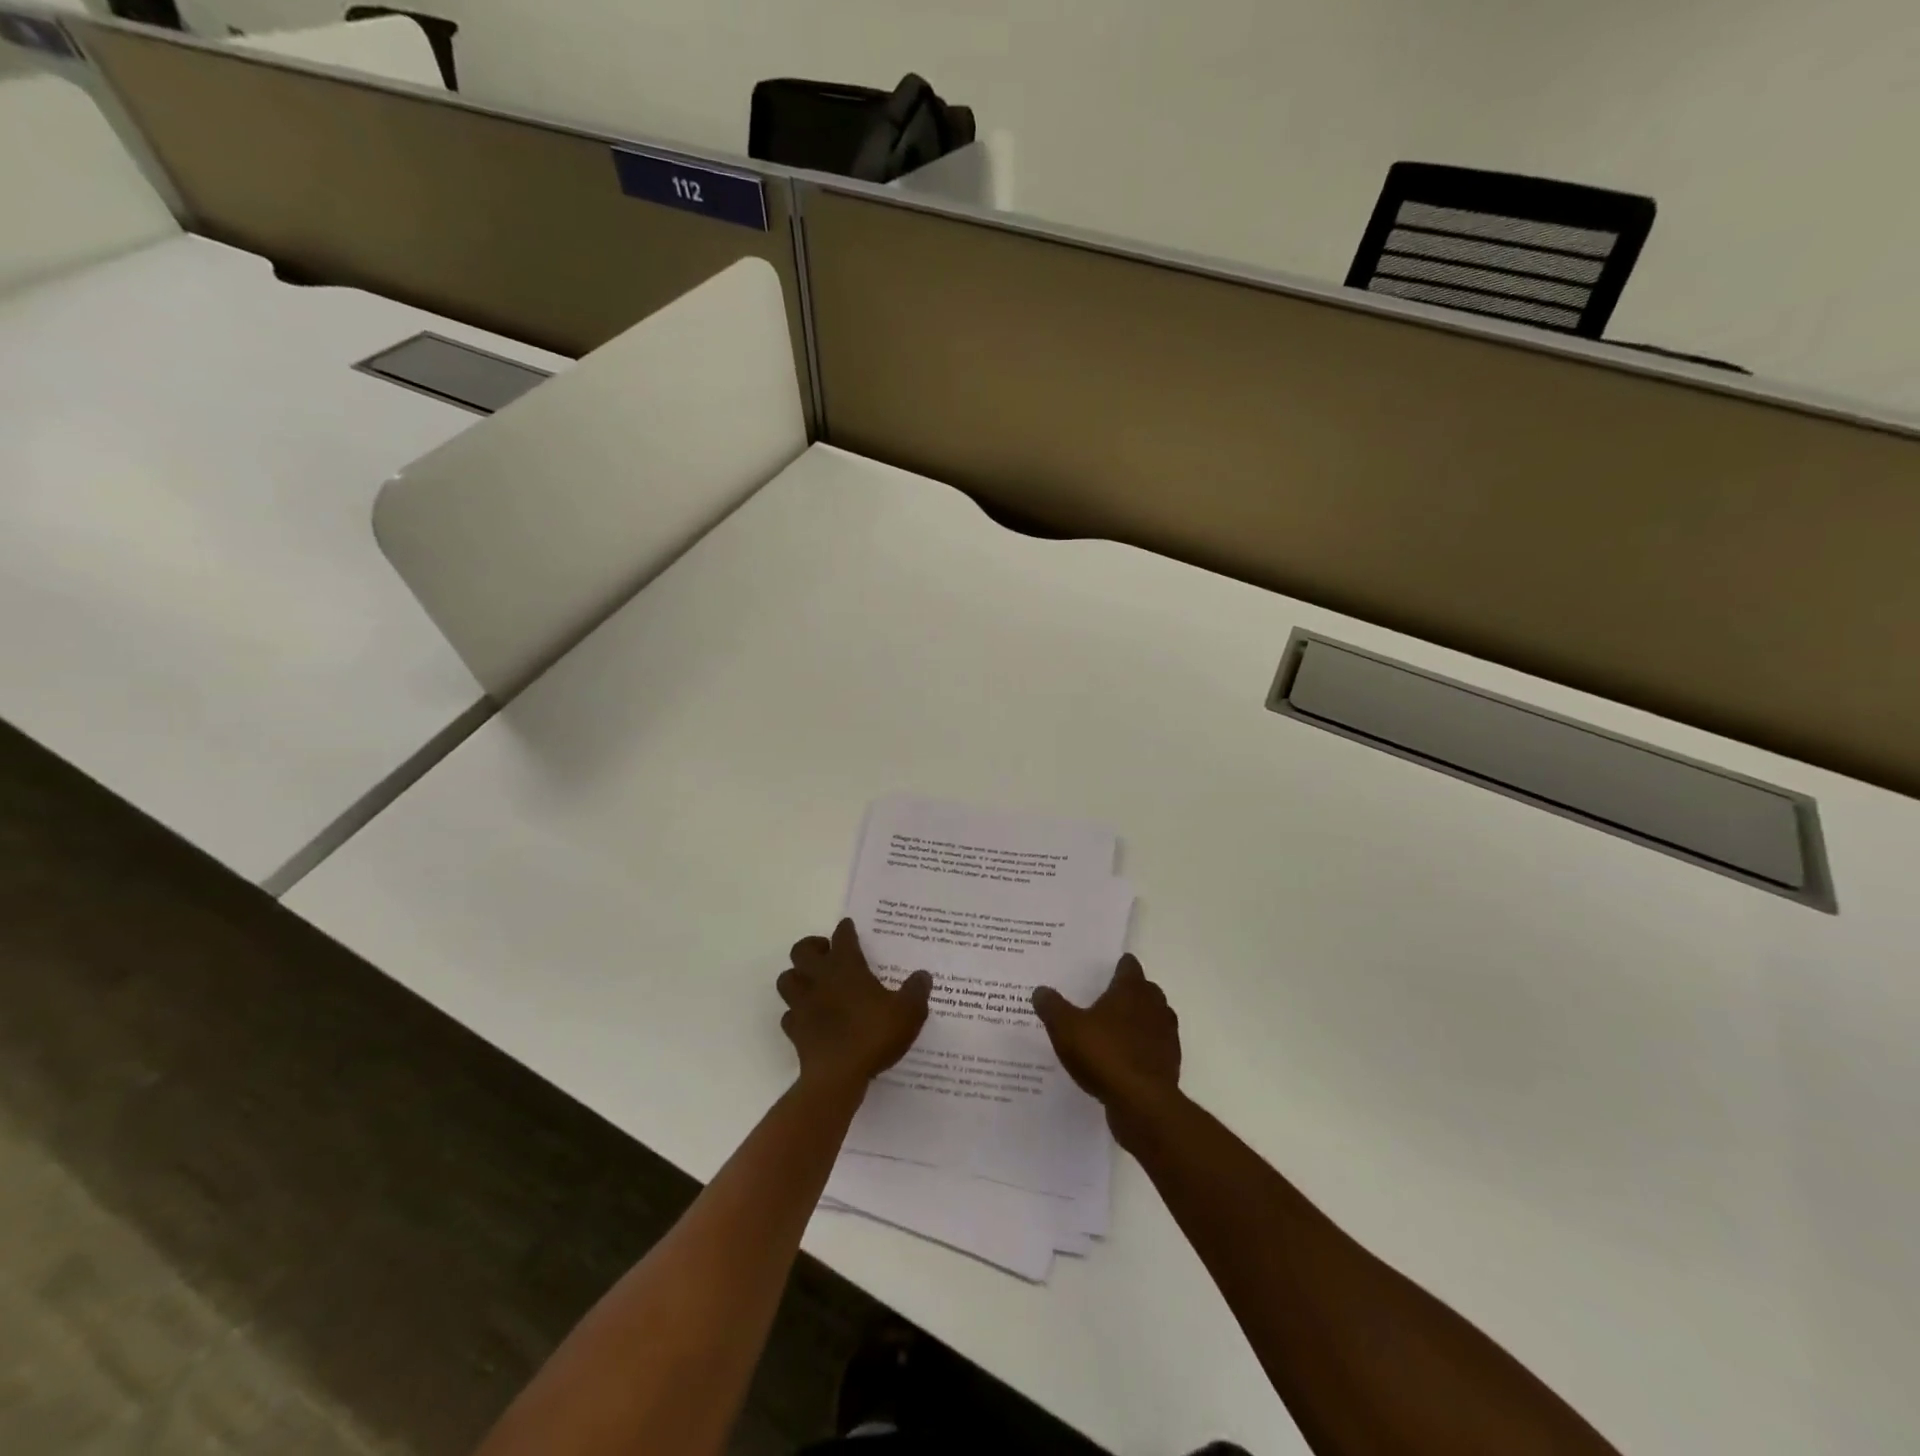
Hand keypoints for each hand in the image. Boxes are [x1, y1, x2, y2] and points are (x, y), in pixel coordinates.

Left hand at [778, 919, 931, 1093]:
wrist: (837, 1077)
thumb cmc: (873, 1035)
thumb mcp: (908, 1012)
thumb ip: (916, 991)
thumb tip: (923, 975)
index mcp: (846, 967)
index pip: (842, 937)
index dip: (846, 929)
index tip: (848, 926)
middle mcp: (819, 979)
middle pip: (802, 950)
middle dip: (812, 947)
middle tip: (828, 954)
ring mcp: (802, 1004)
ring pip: (787, 979)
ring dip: (797, 977)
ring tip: (814, 983)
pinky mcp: (794, 1030)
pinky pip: (790, 1014)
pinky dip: (797, 1012)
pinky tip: (809, 1017)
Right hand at [1032, 955, 1180, 1142]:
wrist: (1142, 1103)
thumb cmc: (1104, 1054)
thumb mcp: (1066, 1028)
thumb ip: (1052, 1007)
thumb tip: (1040, 990)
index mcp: (1131, 990)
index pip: (1129, 966)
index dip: (1119, 966)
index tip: (1107, 969)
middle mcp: (1154, 1006)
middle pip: (1145, 990)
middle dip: (1130, 992)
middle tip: (1106, 999)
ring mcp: (1166, 1036)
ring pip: (1154, 1018)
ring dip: (1139, 1021)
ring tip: (1115, 1030)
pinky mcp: (1169, 1063)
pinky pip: (1155, 1047)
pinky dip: (1143, 1048)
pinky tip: (1124, 1059)